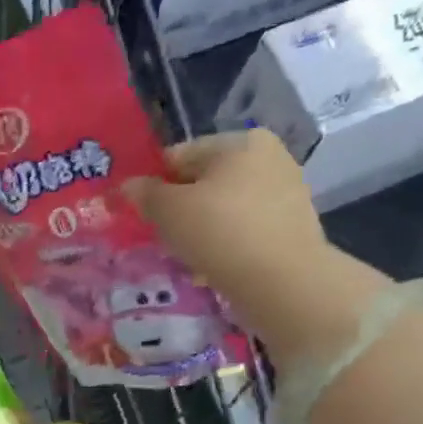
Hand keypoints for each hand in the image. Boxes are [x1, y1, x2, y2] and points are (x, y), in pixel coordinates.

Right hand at [124, 130, 382, 358]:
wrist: (283, 281)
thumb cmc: (220, 233)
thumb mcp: (168, 211)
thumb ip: (145, 194)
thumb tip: (129, 186)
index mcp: (239, 141)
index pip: (180, 155)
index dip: (153, 183)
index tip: (140, 213)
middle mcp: (268, 156)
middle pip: (205, 181)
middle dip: (180, 208)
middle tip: (161, 237)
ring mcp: (286, 191)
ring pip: (224, 207)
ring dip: (202, 227)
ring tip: (186, 256)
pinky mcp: (293, 225)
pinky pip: (245, 228)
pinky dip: (226, 243)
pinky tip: (213, 266)